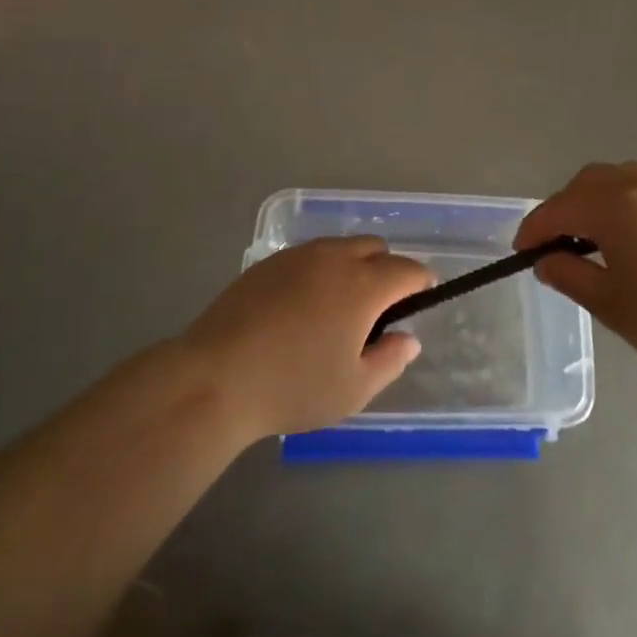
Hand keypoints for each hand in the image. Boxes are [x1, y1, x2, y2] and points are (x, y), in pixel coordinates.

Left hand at [182, 237, 430, 439]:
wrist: (215, 379)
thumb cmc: (293, 387)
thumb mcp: (354, 388)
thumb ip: (390, 360)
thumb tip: (408, 339)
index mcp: (362, 285)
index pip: (407, 269)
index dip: (420, 283)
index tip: (419, 302)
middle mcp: (333, 258)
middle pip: (374, 248)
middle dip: (386, 270)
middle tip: (376, 311)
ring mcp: (296, 256)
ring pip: (339, 247)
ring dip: (352, 267)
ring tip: (337, 309)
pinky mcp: (266, 264)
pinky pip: (307, 256)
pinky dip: (318, 271)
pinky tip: (300, 308)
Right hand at [515, 162, 636, 372]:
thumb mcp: (609, 302)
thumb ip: (570, 275)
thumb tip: (546, 260)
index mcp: (613, 206)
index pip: (559, 208)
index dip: (535, 228)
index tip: (522, 251)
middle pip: (588, 182)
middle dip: (565, 207)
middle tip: (558, 242)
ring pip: (620, 178)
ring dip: (597, 199)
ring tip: (595, 235)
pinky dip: (627, 202)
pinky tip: (634, 235)